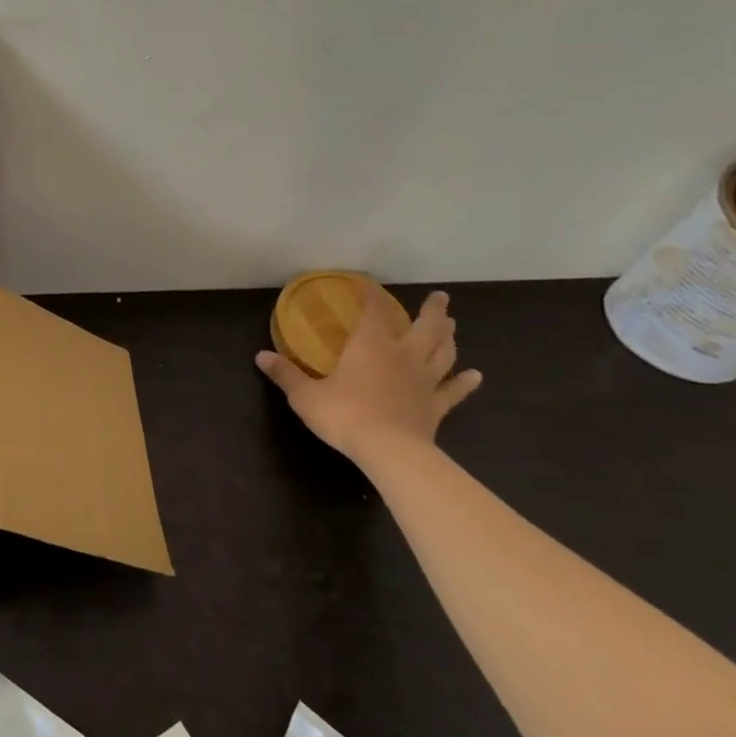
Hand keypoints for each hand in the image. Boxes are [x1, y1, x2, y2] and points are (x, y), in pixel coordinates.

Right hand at [255, 286, 481, 468]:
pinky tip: (475, 376)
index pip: (374, 311)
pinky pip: (453, 391)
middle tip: (440, 298)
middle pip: (424, 327)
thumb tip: (260, 356)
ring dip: (448, 338)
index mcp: (370, 345)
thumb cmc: (344, 414)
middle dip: (432, 311)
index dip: (371, 296)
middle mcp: (402, 356)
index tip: (368, 284)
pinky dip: (465, 382)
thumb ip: (286, 374)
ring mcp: (423, 381)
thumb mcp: (305, 395)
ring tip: (452, 325)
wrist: (389, 452)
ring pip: (443, 353)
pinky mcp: (435, 407)